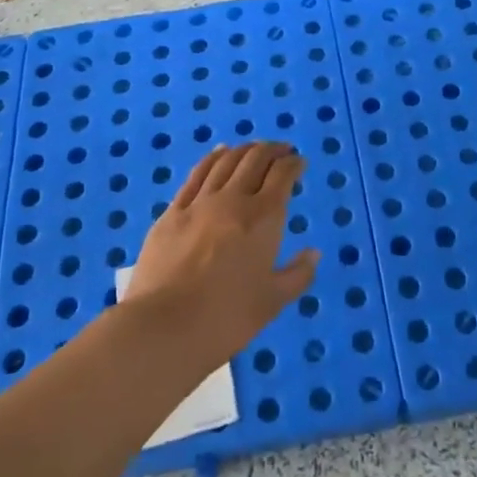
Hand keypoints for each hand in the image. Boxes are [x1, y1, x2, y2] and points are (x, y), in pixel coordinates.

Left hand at [122, 143, 316, 367]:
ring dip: (244, 150)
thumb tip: (313, 253)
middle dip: (272, 150)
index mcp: (264, 218)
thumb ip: (298, 274)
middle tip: (281, 151)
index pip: (282, 175)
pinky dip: (212, 158)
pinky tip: (218, 153)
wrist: (163, 327)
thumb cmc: (226, 318)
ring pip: (225, 161)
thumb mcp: (272, 302)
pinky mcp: (172, 212)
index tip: (299, 163)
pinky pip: (196, 174)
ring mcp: (199, 203)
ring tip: (253, 149)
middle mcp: (233, 200)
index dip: (294, 164)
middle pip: (255, 159)